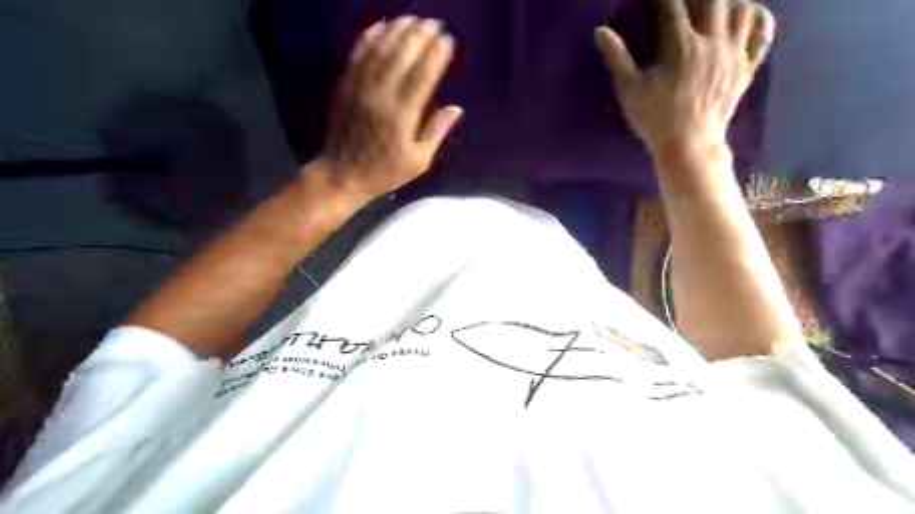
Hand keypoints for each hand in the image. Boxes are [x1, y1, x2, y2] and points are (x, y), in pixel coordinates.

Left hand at [309, 16, 465, 205]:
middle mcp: (381, 98)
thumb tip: (456, 109)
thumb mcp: (418, 161)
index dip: (436, 57)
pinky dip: (369, 38)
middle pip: (401, 58)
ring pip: (380, 52)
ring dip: (397, 31)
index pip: (423, 78)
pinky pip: (357, 56)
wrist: (342, 175)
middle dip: (419, 36)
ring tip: (412, 18)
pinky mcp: (345, 87)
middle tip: (433, 22)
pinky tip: (381, 26)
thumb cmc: (385, 172)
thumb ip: (437, 133)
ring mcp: (360, 90)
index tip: (448, 41)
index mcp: (402, 118)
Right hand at [594, 0, 778, 156]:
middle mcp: (712, 42)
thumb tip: (599, 31)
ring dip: (727, 0)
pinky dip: (757, 17)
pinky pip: (762, 33)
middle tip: (681, 2)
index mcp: (681, 46)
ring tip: (710, 6)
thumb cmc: (655, 119)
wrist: (688, 146)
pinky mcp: (746, 68)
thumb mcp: (629, 90)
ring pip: (742, 8)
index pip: (671, 6)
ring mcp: (734, 54)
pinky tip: (744, 15)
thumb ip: (616, 58)